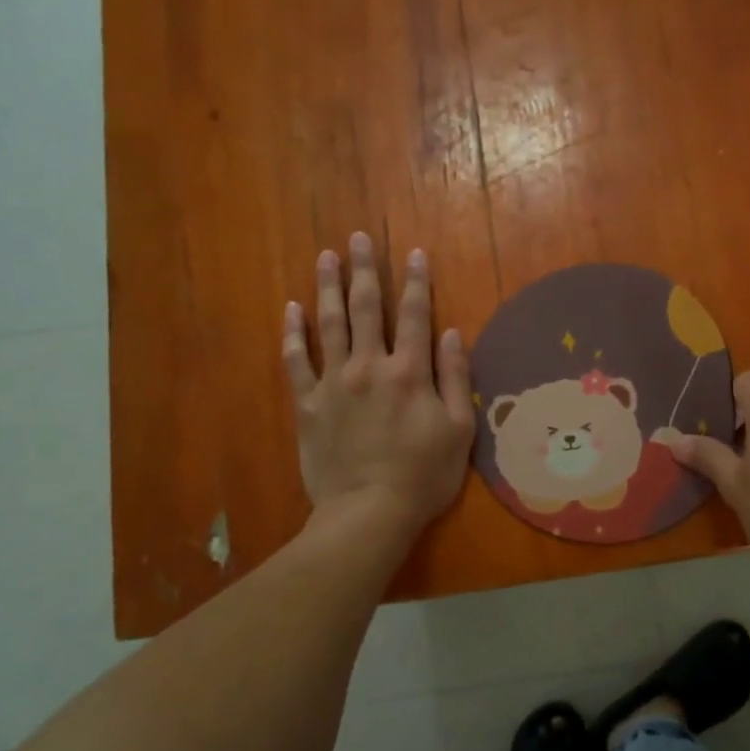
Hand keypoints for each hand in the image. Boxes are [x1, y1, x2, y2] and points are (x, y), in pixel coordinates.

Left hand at [283, 233, 474, 538]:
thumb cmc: (423, 475)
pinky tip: (291, 309)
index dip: (416, 282)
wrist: (369, 512)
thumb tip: (450, 331)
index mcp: (409, 371)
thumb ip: (454, 376)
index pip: (414, 314)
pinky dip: (293, 333)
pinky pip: (296, 360)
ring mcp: (333, 382)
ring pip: (329, 323)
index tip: (413, 253)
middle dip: (364, 270)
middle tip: (358, 238)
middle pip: (366, 308)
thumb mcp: (458, 430)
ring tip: (326, 256)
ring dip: (328, 286)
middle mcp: (369, 365)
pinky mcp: (307, 403)